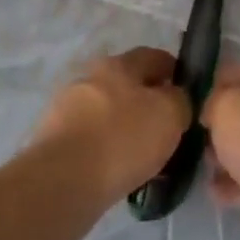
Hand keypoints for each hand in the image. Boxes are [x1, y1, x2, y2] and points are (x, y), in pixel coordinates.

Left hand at [30, 47, 192, 202]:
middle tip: (167, 131)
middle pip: (128, 85)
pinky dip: (106, 150)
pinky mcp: (52, 140)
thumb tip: (175, 99)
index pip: (154, 57)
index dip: (175, 73)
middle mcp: (89, 78)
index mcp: (118, 64)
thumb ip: (180, 100)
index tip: (188, 97)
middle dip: (148, 104)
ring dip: (126, 129)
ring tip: (143, 158)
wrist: (61, 183)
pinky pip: (91, 140)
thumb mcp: (170, 114)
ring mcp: (66, 109)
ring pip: (108, 114)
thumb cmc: (122, 139)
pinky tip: (118, 172)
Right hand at [203, 63, 239, 239]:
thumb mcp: (226, 105)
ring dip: (229, 157)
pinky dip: (239, 185)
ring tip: (205, 169)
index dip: (213, 84)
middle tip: (196, 140)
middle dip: (222, 125)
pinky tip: (217, 194)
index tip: (190, 104)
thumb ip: (214, 101)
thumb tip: (214, 111)